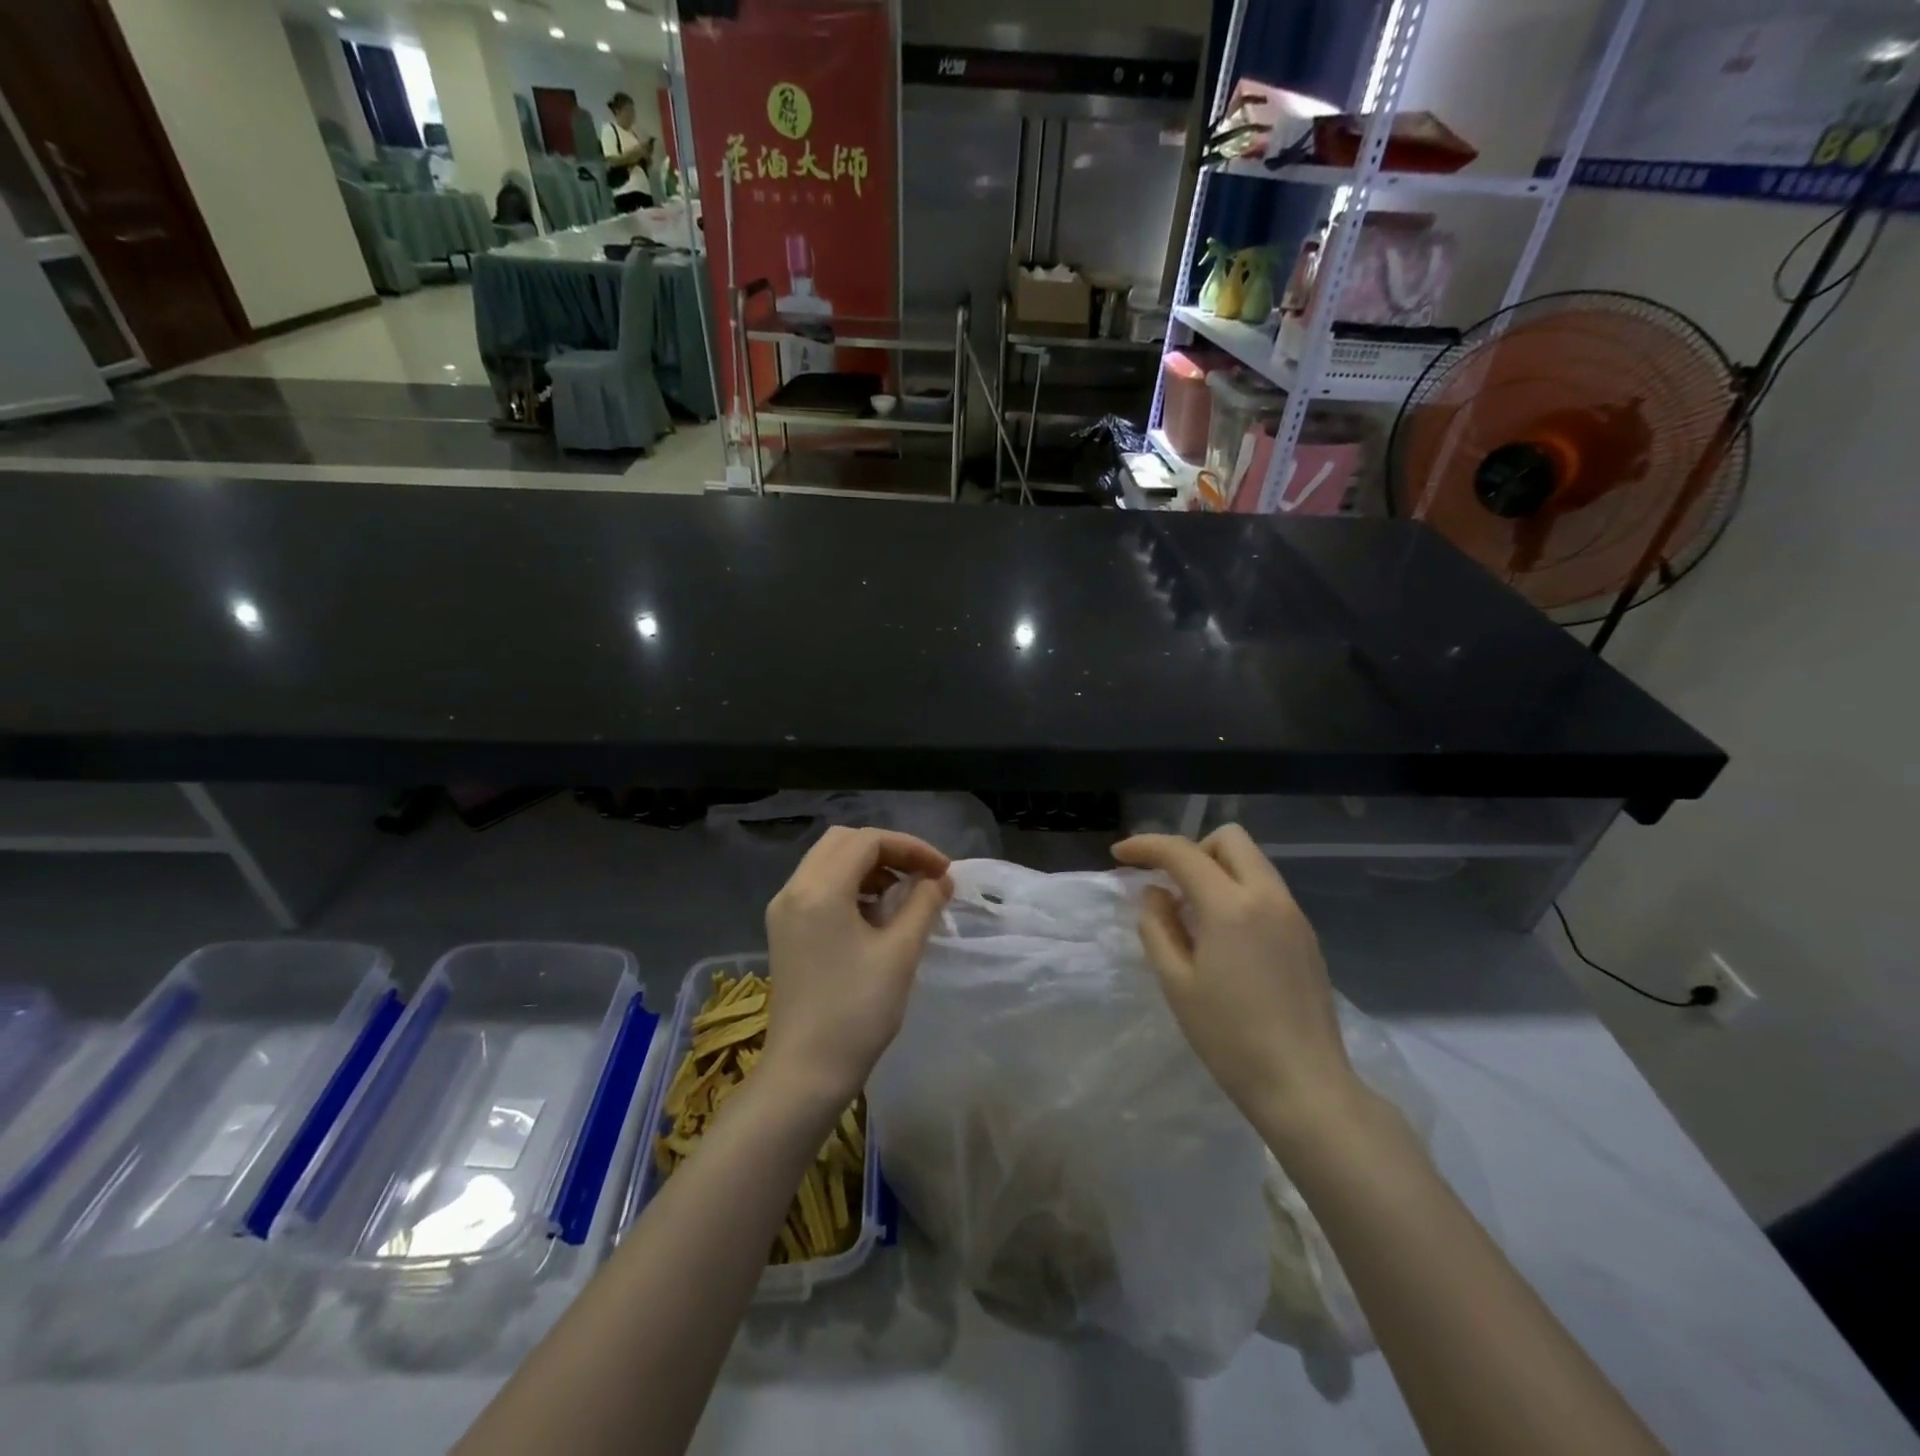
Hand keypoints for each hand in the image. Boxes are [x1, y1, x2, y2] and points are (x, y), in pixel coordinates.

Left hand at [763, 826, 952, 1107]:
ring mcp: (784, 910)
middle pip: (843, 842)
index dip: (911, 847)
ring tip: (904, 894)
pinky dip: (850, 885)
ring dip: (868, 867)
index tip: (943, 871)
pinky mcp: (784, 930)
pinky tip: (875, 913)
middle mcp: (794, 889)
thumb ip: (923, 904)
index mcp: (819, 889)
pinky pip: (818, 887)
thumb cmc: (856, 1011)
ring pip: (828, 862)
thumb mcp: (900, 953)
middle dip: (888, 850)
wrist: (805, 1072)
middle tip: (923, 875)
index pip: (868, 841)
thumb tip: (940, 879)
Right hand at [1113, 825, 1360, 1135]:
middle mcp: (1268, 897)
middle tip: (1170, 885)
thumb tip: (1155, 894)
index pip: (1182, 852)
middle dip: (1192, 848)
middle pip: (1229, 839)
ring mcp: (1294, 915)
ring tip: (1194, 914)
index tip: (1120, 856)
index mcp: (1231, 906)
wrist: (1304, 1086)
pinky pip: (1267, 890)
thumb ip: (1157, 927)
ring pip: (1253, 862)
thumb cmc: (1230, 1038)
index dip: (1146, 847)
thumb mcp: (1176, 983)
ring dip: (1217, 869)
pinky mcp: (1306, 936)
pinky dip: (1239, 892)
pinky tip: (1226, 937)